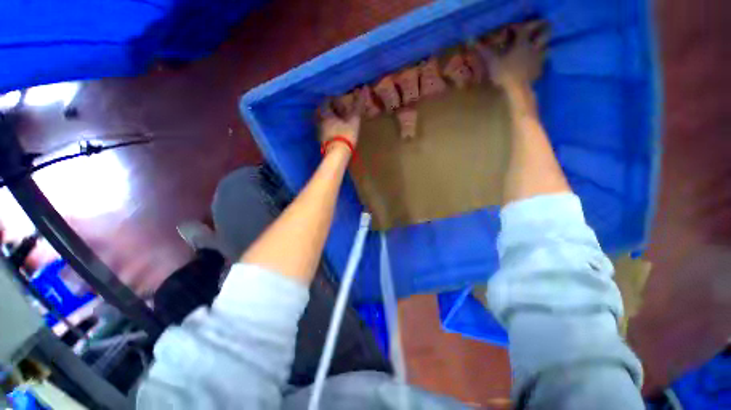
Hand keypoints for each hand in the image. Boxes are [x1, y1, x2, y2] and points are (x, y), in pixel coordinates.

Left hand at [319, 99, 360, 149]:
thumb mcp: (354, 119)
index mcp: (326, 113)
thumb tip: (364, 88)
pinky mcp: (322, 142)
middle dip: (329, 110)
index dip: (333, 100)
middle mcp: (320, 121)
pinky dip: (329, 130)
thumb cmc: (345, 135)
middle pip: (322, 112)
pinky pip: (324, 132)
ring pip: (322, 122)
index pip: (326, 101)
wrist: (338, 154)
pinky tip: (335, 133)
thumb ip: (358, 105)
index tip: (339, 100)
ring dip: (329, 120)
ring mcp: (320, 132)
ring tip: (337, 122)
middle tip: (338, 111)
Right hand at [477, 21, 548, 88]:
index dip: (515, 28)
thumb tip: (474, 42)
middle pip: (540, 35)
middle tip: (529, 36)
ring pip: (543, 48)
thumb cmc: (505, 73)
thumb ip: (485, 51)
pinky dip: (537, 62)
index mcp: (522, 43)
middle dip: (536, 33)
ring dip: (539, 48)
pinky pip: (540, 63)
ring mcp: (537, 59)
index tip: (509, 29)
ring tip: (533, 50)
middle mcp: (532, 48)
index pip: (521, 29)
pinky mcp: (538, 70)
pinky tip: (532, 66)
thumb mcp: (492, 62)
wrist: (518, 90)